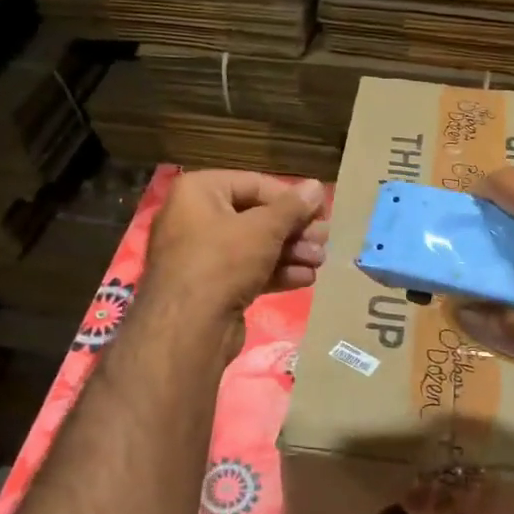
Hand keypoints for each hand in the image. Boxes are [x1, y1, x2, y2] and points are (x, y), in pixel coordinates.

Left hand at [141, 170, 328, 326]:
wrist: (188, 329)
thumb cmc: (223, 262)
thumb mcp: (264, 229)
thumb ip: (293, 207)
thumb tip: (316, 186)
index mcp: (198, 192)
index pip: (254, 183)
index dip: (291, 197)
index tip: (321, 212)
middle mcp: (194, 218)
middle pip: (256, 216)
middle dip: (293, 229)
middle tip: (325, 240)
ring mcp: (201, 256)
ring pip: (254, 246)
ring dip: (291, 252)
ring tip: (320, 261)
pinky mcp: (211, 287)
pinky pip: (247, 271)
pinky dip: (276, 272)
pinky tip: (305, 279)